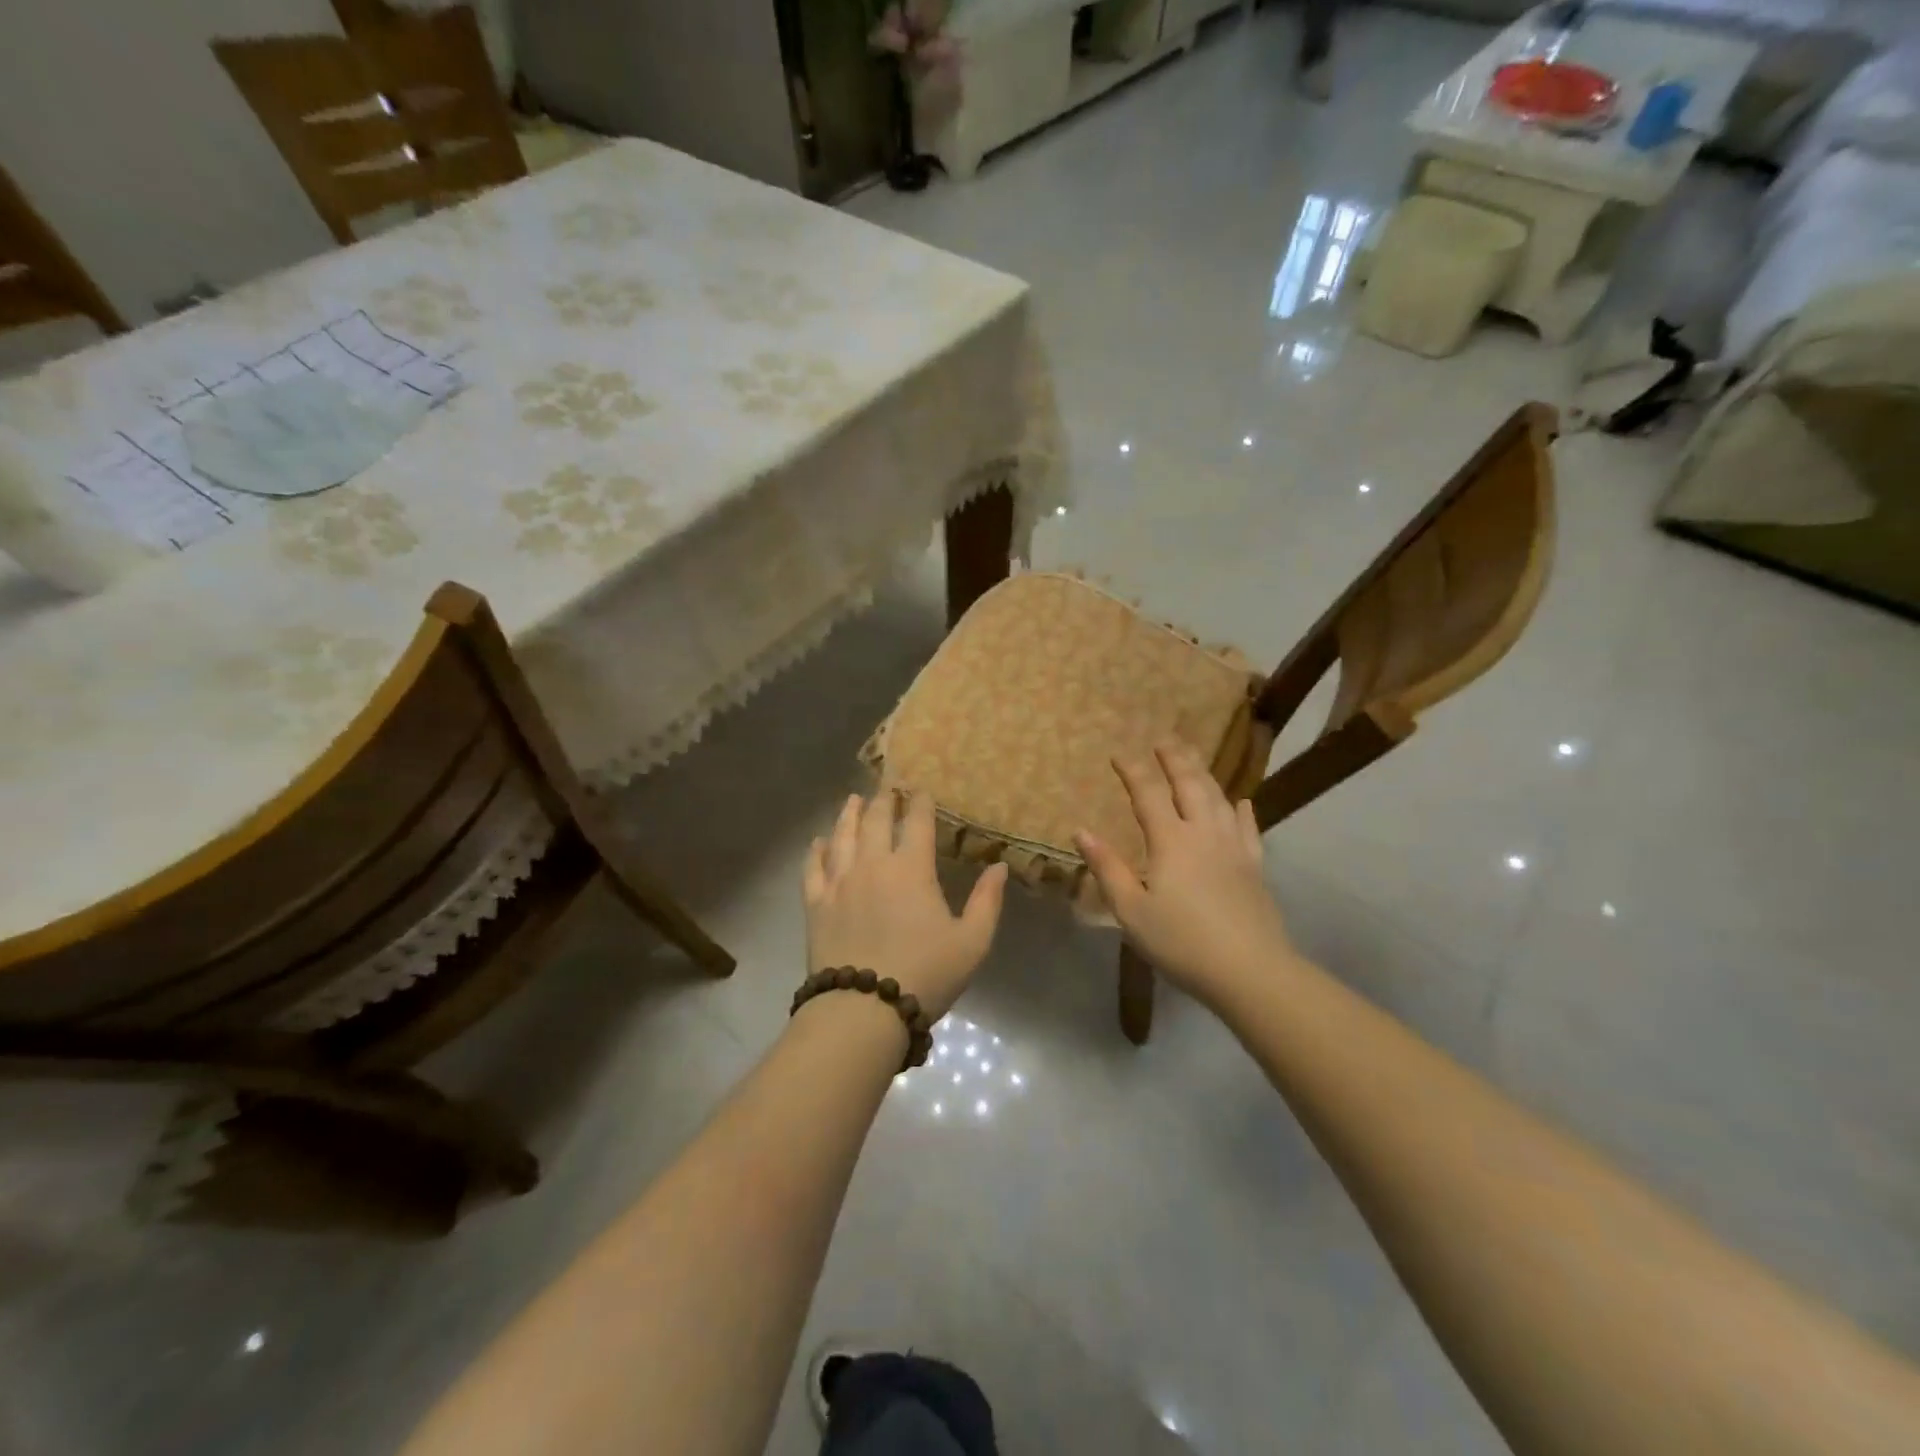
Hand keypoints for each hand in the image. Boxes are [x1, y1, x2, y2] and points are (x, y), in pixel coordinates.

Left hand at [804, 791, 1007, 1019]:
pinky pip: (813, 868)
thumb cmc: (925, 974)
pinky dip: (816, 850)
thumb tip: (999, 866)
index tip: (920, 788)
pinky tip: (818, 841)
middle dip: (883, 799)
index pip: (916, 822)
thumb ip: (987, 901)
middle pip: (875, 820)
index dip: (920, 802)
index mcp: (911, 869)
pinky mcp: (815, 904)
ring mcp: (839, 882)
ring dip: (849, 814)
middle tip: (886, 785)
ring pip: (842, 836)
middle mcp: (872, 865)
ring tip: (853, 799)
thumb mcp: (972, 942)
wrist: (863, 1009)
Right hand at [1075, 742, 1294, 1004]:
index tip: (1120, 752)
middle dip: (1174, 759)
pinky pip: (1249, 828)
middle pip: (1189, 784)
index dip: (1133, 770)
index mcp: (1171, 841)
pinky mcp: (1255, 866)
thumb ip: (1107, 868)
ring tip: (1193, 757)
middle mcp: (1204, 833)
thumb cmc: (1181, 941)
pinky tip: (1240, 801)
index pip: (1149, 794)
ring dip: (1204, 773)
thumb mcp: (1131, 910)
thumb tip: (1081, 831)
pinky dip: (1242, 810)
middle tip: (1164, 738)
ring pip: (1218, 798)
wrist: (1250, 970)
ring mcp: (1234, 847)